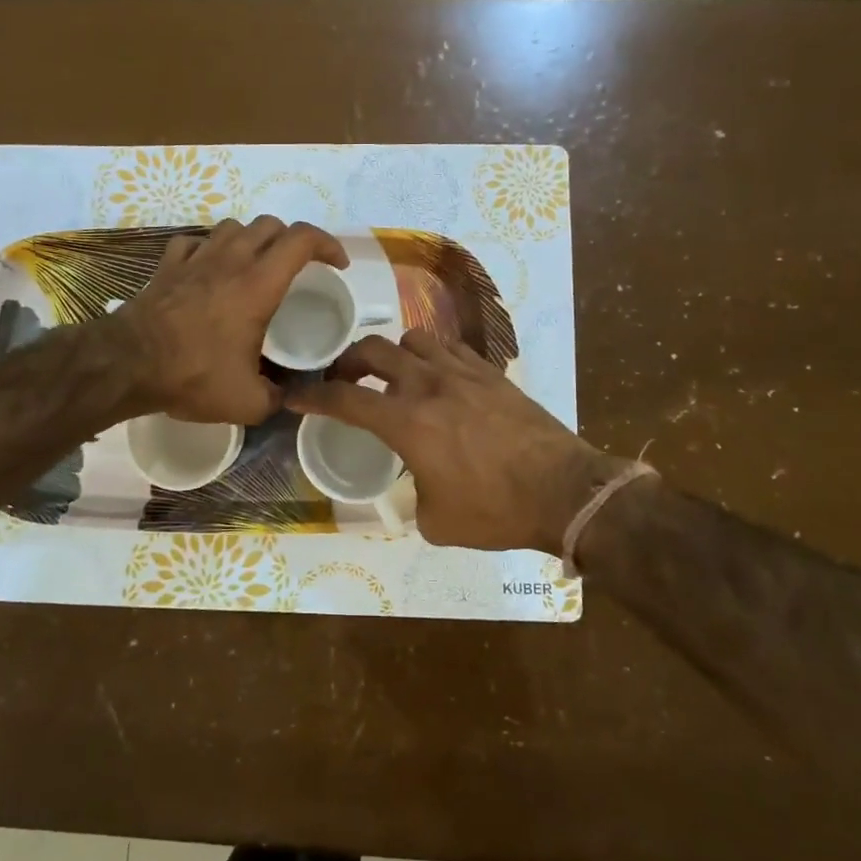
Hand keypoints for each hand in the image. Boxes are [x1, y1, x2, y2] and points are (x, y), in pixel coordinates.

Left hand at [108, 216, 347, 424]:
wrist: (127, 365)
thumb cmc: (193, 375)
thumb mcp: (247, 402)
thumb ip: (277, 398)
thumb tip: (287, 398)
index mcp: (259, 285)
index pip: (302, 239)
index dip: (327, 244)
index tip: (336, 265)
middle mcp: (231, 261)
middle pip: (270, 225)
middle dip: (292, 240)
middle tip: (297, 268)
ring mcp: (195, 259)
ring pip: (233, 226)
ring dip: (252, 239)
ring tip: (255, 264)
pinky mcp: (167, 266)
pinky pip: (194, 242)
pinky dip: (209, 249)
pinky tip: (209, 269)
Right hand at [288, 330, 621, 553]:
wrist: (565, 490)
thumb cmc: (496, 511)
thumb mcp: (437, 521)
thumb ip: (414, 497)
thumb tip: (418, 486)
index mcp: (407, 423)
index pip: (344, 400)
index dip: (312, 397)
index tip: (295, 396)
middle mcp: (428, 386)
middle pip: (373, 351)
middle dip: (348, 362)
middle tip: (345, 380)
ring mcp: (463, 374)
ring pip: (413, 339)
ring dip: (395, 355)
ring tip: (397, 377)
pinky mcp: (492, 373)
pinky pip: (451, 348)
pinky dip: (434, 357)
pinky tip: (440, 379)